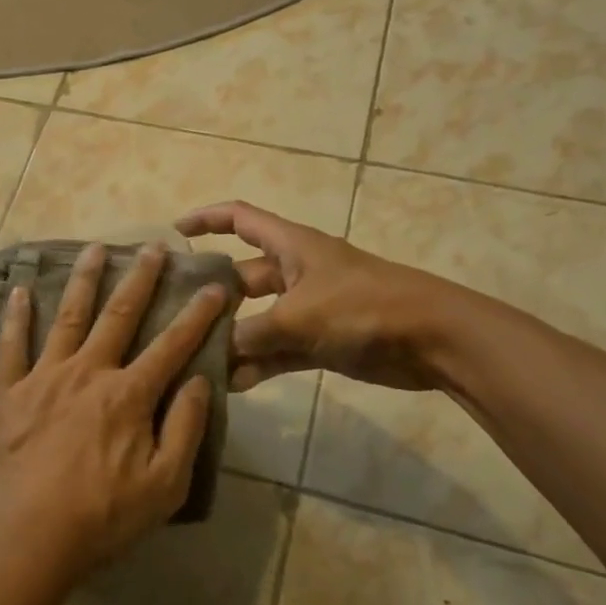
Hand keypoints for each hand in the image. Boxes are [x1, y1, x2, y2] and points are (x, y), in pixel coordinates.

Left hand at [0, 243, 226, 585]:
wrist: (24, 541)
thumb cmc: (100, 519)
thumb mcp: (163, 486)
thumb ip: (184, 430)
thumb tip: (200, 382)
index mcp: (128, 395)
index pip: (172, 345)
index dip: (197, 314)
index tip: (214, 285)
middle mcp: (88, 373)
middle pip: (119, 316)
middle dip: (140, 278)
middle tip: (153, 246)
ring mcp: (43, 378)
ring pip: (67, 317)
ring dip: (83, 280)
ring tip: (94, 248)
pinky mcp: (6, 393)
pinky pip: (10, 346)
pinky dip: (15, 317)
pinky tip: (20, 290)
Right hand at [175, 201, 464, 392]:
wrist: (432, 339)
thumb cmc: (362, 307)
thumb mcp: (298, 316)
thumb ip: (251, 334)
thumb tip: (215, 352)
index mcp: (291, 246)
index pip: (240, 219)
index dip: (207, 219)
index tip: (175, 232)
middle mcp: (295, 272)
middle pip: (242, 278)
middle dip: (212, 296)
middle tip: (173, 317)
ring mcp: (309, 309)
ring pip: (259, 321)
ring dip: (233, 339)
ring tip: (196, 359)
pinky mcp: (322, 341)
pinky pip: (279, 350)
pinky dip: (259, 364)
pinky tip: (233, 385)